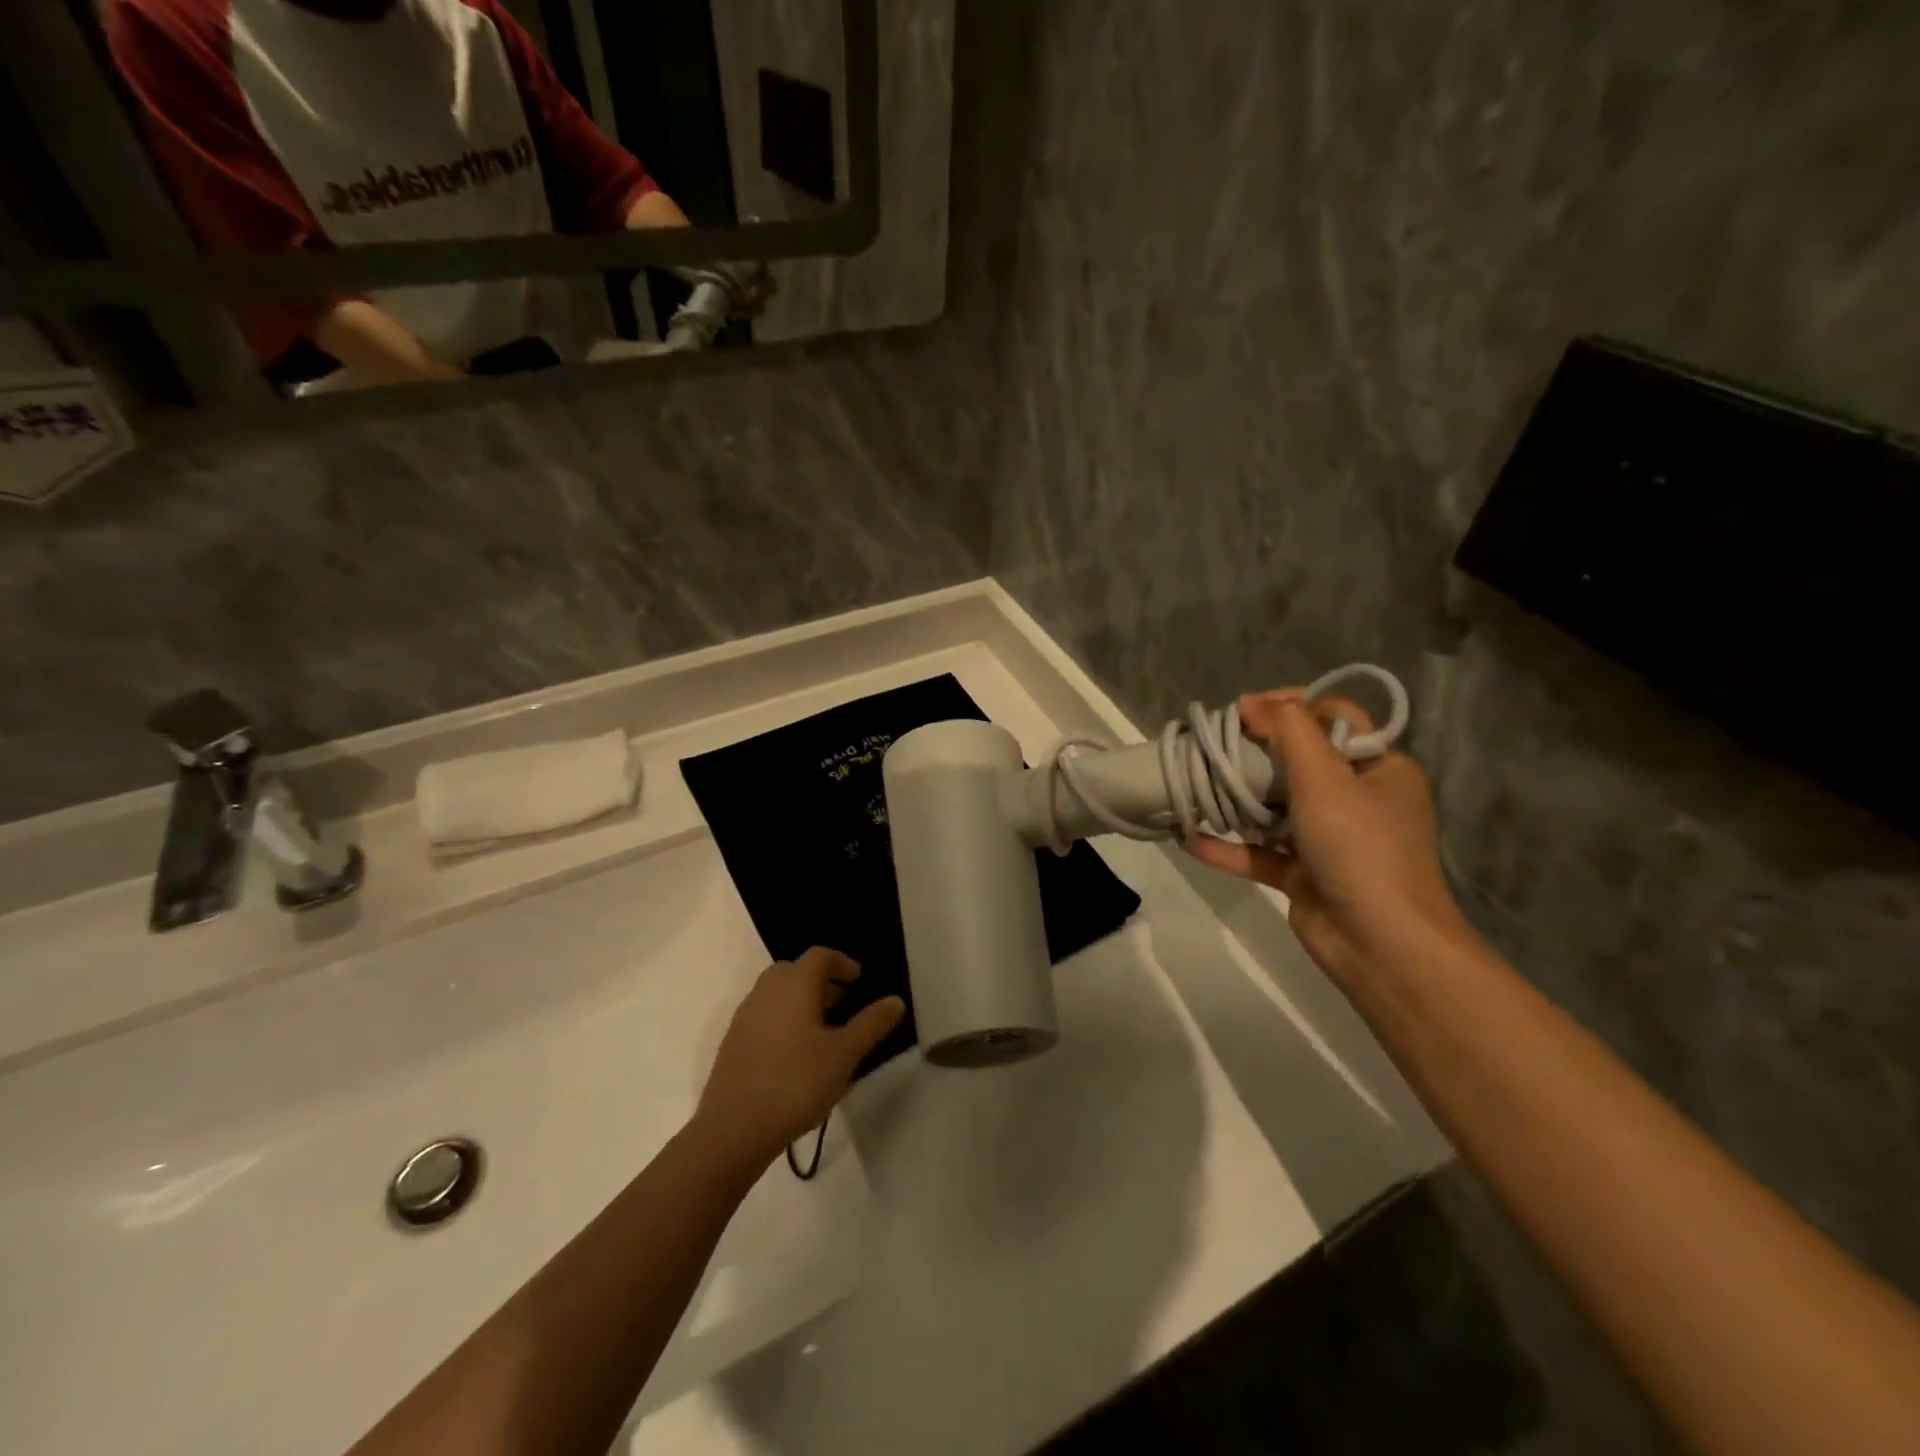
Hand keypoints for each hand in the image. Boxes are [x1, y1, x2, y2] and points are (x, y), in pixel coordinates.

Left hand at [693, 947, 903, 1173]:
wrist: (733, 1130)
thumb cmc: (796, 1083)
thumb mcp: (844, 1055)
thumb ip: (871, 1024)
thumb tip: (896, 1000)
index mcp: (794, 985)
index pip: (819, 956)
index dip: (841, 963)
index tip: (858, 980)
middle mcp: (766, 992)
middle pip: (794, 971)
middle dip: (820, 982)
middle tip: (842, 1004)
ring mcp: (745, 1017)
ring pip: (776, 994)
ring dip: (801, 1002)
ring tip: (823, 1032)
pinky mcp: (732, 1044)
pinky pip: (763, 1017)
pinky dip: (783, 1021)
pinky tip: (795, 1055)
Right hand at [1186, 691, 1478, 989]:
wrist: (1381, 946)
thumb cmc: (1360, 848)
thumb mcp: (1326, 778)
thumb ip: (1290, 732)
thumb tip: (1254, 703)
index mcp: (1379, 768)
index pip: (1334, 717)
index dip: (1289, 706)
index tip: (1242, 711)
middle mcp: (1358, 799)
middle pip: (1300, 760)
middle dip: (1255, 752)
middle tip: (1212, 745)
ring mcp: (1330, 840)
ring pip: (1277, 808)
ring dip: (1238, 799)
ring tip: (1194, 783)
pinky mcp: (1305, 876)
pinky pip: (1262, 853)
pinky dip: (1229, 846)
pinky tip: (1189, 839)